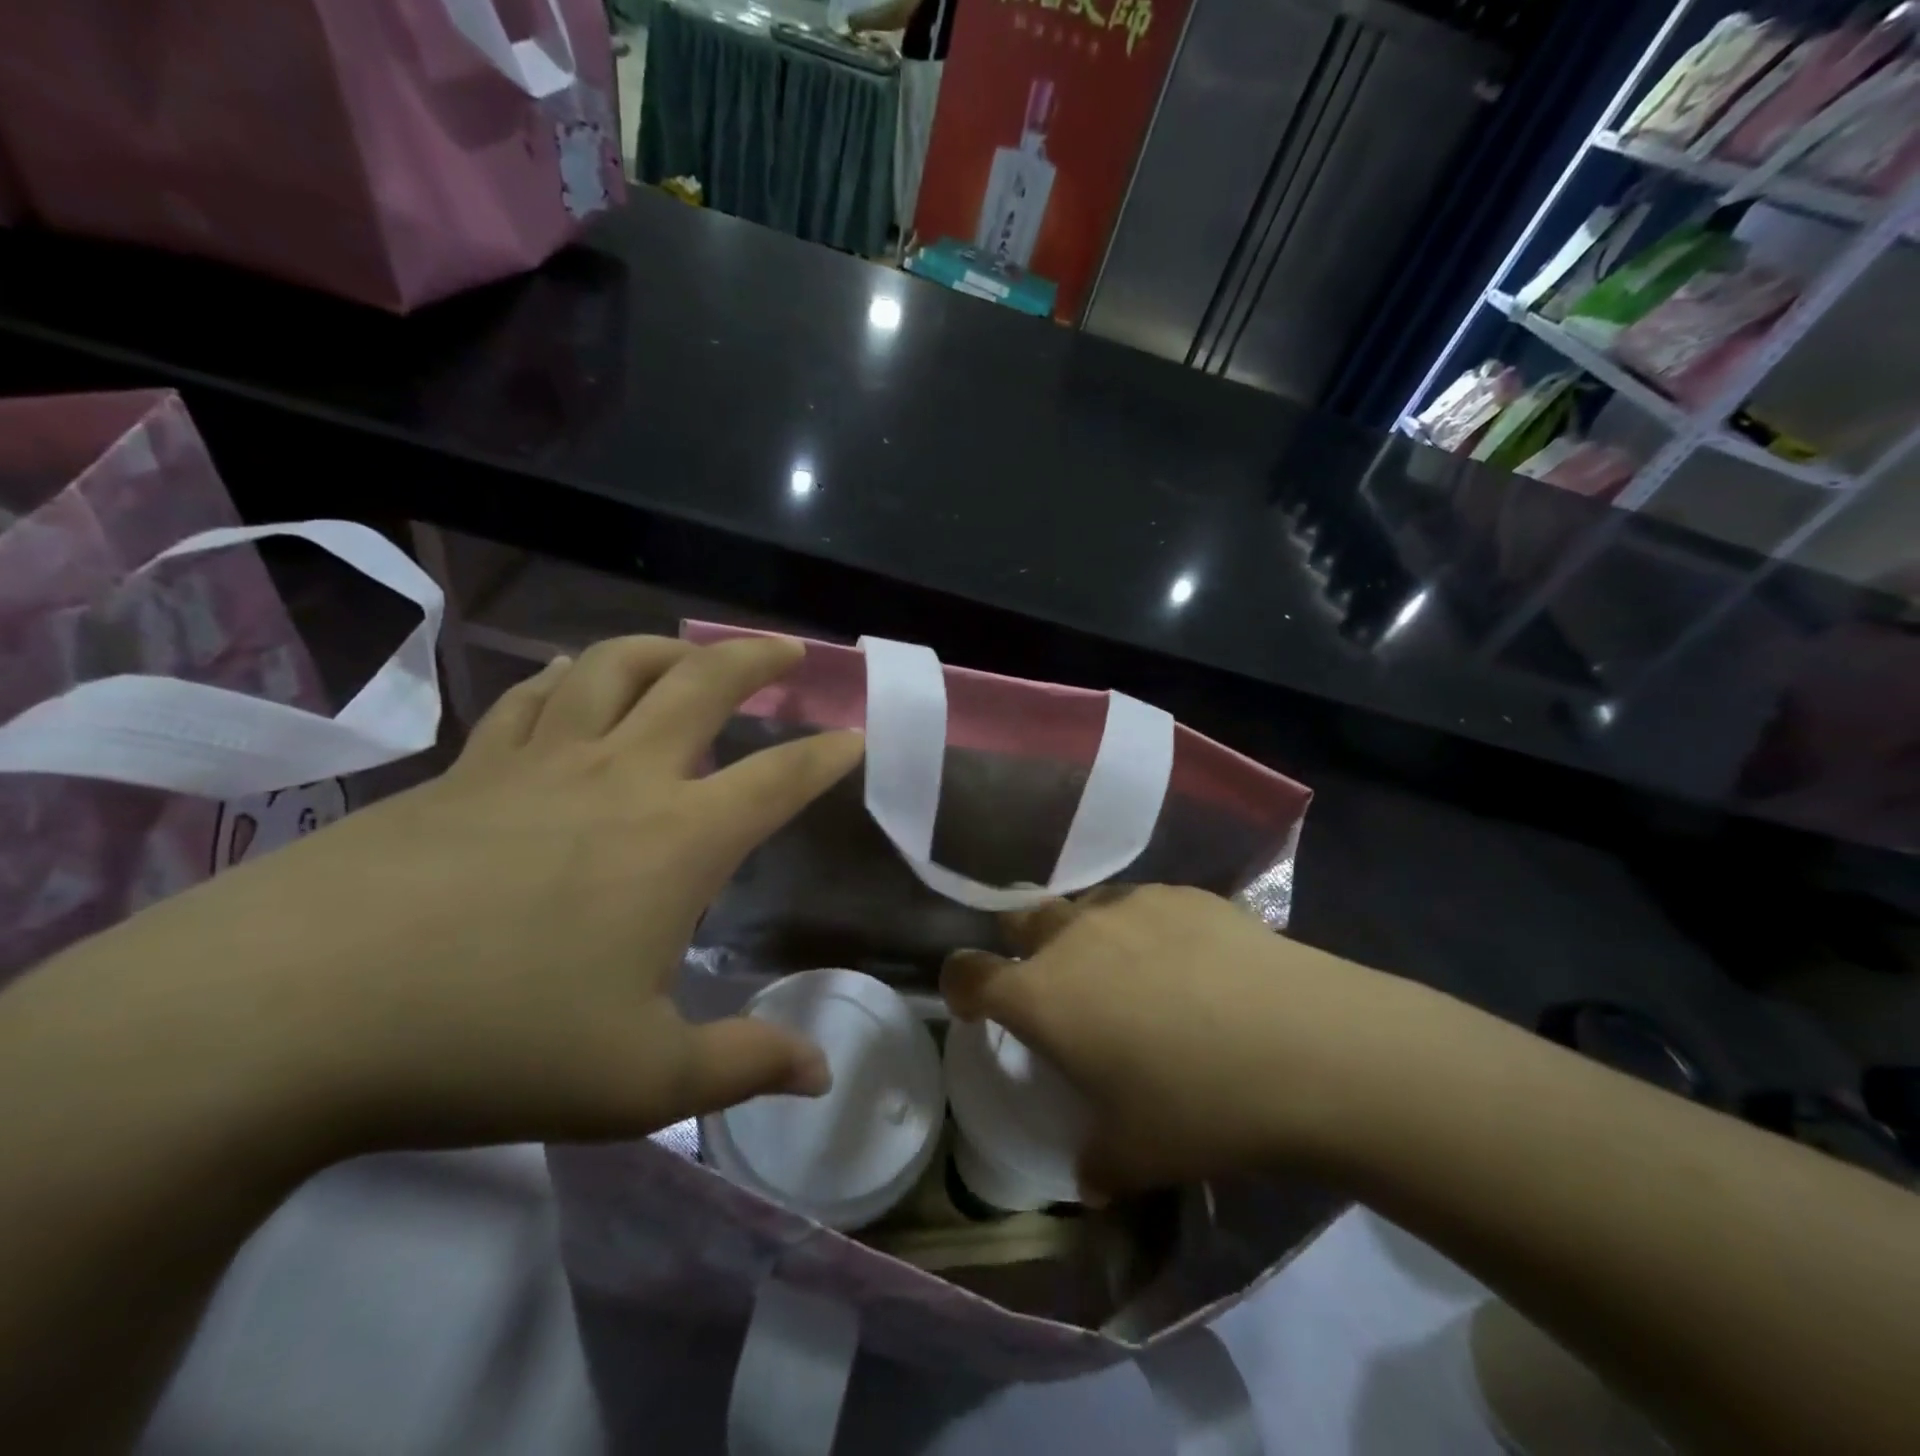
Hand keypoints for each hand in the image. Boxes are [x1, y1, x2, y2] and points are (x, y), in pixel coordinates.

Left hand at [61, 635, 862, 1155]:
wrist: (281, 1017)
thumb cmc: (490, 1044)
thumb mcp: (639, 1083)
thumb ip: (742, 1067)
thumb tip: (819, 1072)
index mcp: (676, 840)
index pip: (779, 778)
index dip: (828, 753)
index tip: (857, 735)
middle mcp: (618, 778)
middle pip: (703, 683)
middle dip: (758, 658)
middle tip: (789, 650)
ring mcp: (534, 763)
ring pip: (613, 666)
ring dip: (666, 648)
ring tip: (690, 654)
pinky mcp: (463, 770)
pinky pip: (531, 696)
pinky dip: (569, 675)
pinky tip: (574, 679)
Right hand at [941, 886, 1421, 1195]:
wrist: (1308, 1046)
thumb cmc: (1200, 1106)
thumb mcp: (1136, 1156)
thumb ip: (1097, 1165)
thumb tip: (1092, 1177)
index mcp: (1042, 995)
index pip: (968, 973)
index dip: (959, 985)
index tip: (971, 1004)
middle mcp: (1073, 936)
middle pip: (1020, 920)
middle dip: (1020, 948)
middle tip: (1053, 987)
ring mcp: (1129, 905)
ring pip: (1082, 907)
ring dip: (1083, 936)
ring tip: (1126, 973)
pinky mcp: (1182, 892)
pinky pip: (1141, 905)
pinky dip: (1143, 928)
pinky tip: (1188, 961)